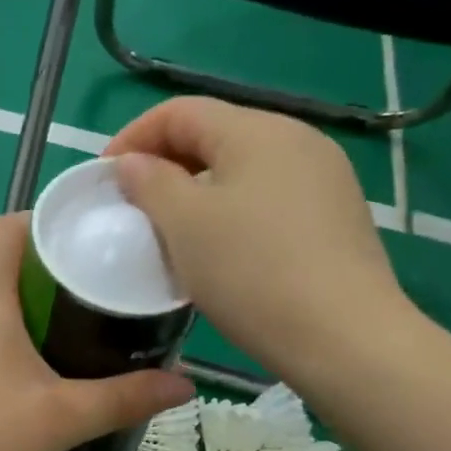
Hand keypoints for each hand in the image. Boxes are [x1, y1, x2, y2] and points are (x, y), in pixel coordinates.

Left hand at [0, 214, 192, 450]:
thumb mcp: (62, 419)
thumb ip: (125, 398)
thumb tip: (186, 385)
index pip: (9, 229)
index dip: (47, 225)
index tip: (88, 246)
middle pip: (3, 269)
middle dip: (49, 280)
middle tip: (97, 306)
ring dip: (23, 316)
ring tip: (68, 345)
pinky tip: (23, 382)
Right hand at [105, 98, 415, 376]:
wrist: (345, 338)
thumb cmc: (252, 272)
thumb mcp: (185, 224)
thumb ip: (151, 182)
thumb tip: (134, 164)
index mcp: (258, 130)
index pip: (181, 111)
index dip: (134, 137)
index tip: (105, 178)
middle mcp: (298, 140)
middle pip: (215, 135)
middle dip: (166, 163)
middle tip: (134, 205)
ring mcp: (325, 179)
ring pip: (243, 169)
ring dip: (198, 190)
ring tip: (172, 229)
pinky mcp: (337, 217)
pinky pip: (269, 198)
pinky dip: (233, 211)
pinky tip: (222, 249)